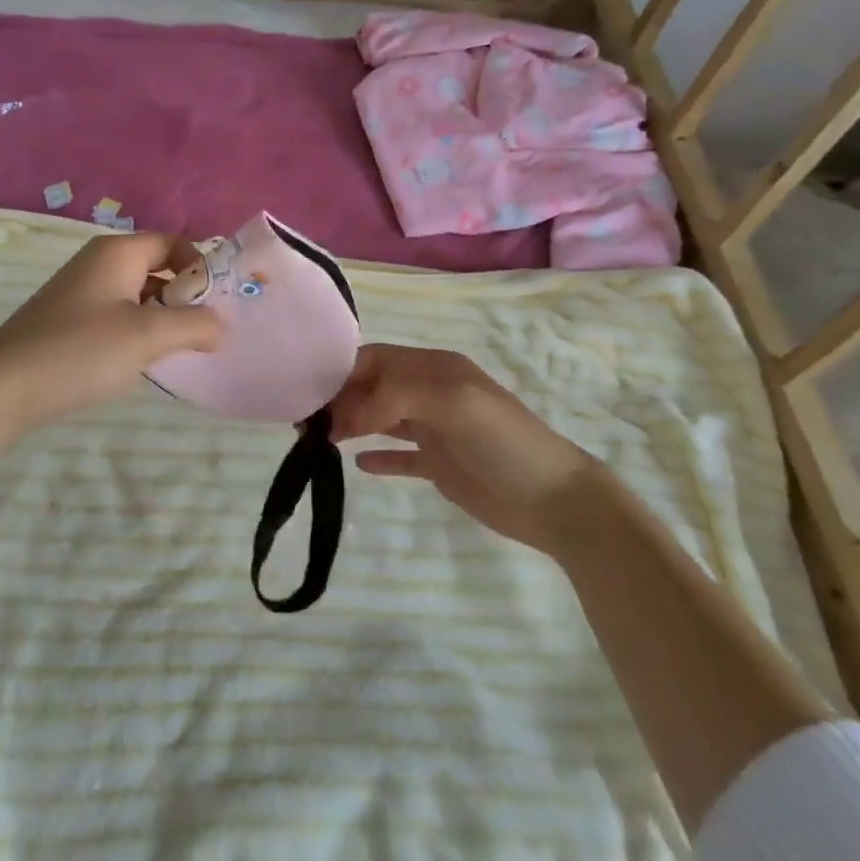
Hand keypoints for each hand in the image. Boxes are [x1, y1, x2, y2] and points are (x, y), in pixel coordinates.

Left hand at [0, 232, 222, 431]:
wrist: (2, 388)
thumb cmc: (81, 350)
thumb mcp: (148, 335)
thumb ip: (194, 325)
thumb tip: (221, 326)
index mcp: (118, 252)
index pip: (174, 243)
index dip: (201, 269)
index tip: (216, 306)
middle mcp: (99, 262)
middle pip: (157, 268)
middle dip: (184, 297)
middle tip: (204, 333)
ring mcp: (81, 291)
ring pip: (138, 294)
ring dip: (162, 318)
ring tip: (176, 351)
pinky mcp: (68, 319)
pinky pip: (116, 314)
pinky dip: (136, 330)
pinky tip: (138, 361)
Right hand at [328, 344, 599, 554]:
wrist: (554, 500)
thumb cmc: (502, 441)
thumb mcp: (451, 401)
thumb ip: (394, 394)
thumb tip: (344, 414)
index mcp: (434, 369)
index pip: (376, 360)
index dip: (343, 374)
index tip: (308, 395)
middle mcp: (431, 392)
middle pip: (374, 387)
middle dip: (341, 399)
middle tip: (306, 424)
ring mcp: (435, 430)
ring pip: (382, 418)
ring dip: (352, 424)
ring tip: (316, 441)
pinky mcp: (440, 465)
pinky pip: (400, 455)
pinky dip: (378, 456)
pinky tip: (355, 464)